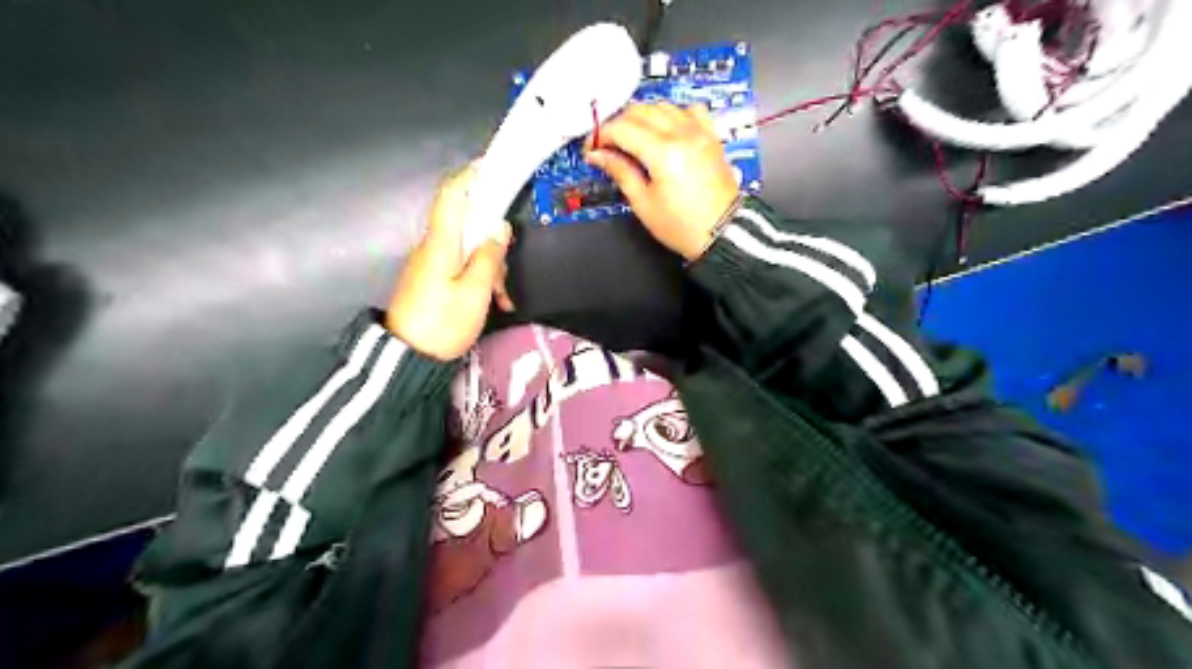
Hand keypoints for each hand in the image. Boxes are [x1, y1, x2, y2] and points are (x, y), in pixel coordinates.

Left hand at [383, 165, 508, 361]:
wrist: (407, 359)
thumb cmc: (442, 323)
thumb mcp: (475, 292)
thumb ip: (489, 257)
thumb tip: (498, 228)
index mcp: (440, 244)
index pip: (451, 196)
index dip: (469, 177)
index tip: (490, 165)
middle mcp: (432, 248)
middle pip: (467, 226)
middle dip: (492, 244)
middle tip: (506, 276)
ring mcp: (431, 264)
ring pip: (468, 251)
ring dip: (490, 269)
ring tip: (502, 299)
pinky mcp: (432, 280)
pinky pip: (460, 268)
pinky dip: (479, 279)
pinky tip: (493, 302)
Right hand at [587, 102, 742, 261]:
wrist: (722, 232)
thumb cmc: (682, 226)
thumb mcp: (643, 203)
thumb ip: (620, 172)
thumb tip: (598, 155)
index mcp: (662, 153)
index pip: (622, 128)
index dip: (601, 135)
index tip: (592, 148)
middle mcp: (682, 134)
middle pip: (640, 111)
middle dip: (618, 123)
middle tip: (608, 144)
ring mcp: (699, 132)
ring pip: (663, 106)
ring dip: (643, 116)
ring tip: (633, 138)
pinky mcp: (711, 136)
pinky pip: (690, 110)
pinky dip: (673, 114)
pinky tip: (666, 129)